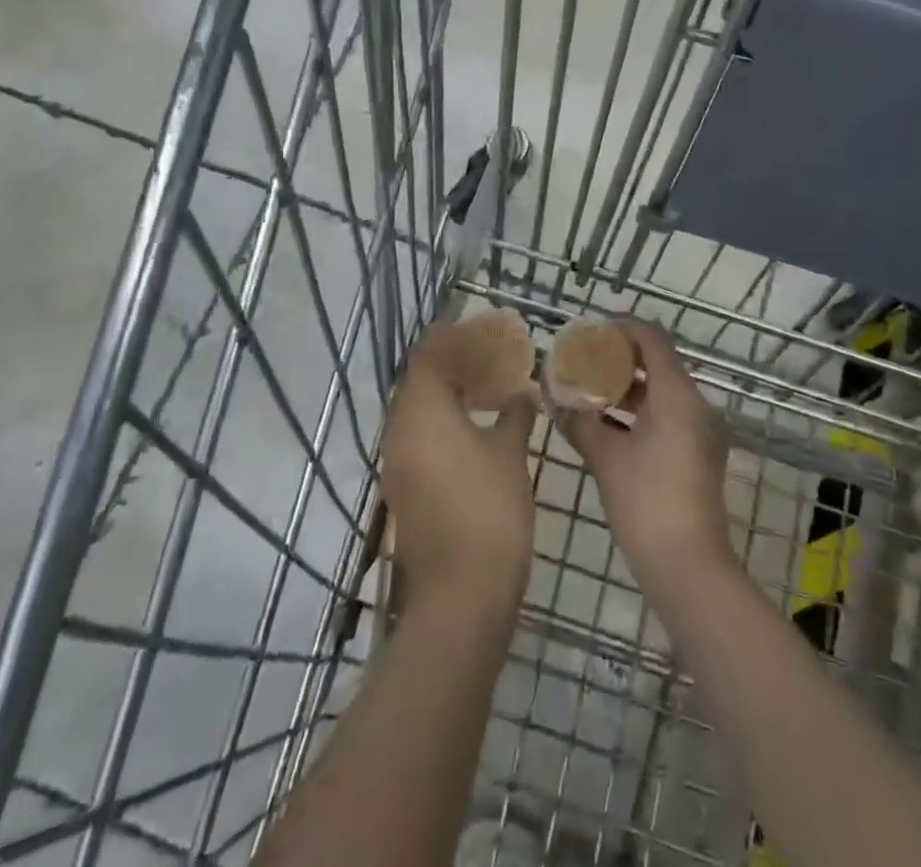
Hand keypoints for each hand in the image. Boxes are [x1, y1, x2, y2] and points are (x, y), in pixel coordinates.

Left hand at [382, 322, 537, 618]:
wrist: (460, 594)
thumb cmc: (489, 510)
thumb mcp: (509, 453)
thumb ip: (514, 413)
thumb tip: (523, 393)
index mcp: (422, 412)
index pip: (428, 355)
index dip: (451, 336)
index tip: (477, 326)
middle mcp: (400, 430)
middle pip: (419, 379)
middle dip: (451, 362)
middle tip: (489, 354)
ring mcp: (398, 461)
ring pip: (418, 408)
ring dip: (447, 391)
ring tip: (485, 385)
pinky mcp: (404, 486)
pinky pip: (419, 434)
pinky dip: (442, 419)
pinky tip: (474, 425)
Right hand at [556, 321, 736, 602]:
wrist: (689, 567)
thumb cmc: (646, 502)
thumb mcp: (606, 457)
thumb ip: (579, 422)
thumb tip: (555, 400)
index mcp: (678, 395)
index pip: (652, 339)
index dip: (620, 330)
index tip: (589, 334)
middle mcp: (696, 405)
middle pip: (658, 363)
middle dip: (619, 359)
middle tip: (583, 361)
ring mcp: (700, 431)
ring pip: (662, 392)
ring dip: (627, 387)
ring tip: (588, 390)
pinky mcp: (697, 454)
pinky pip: (667, 415)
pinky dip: (639, 411)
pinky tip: (606, 424)